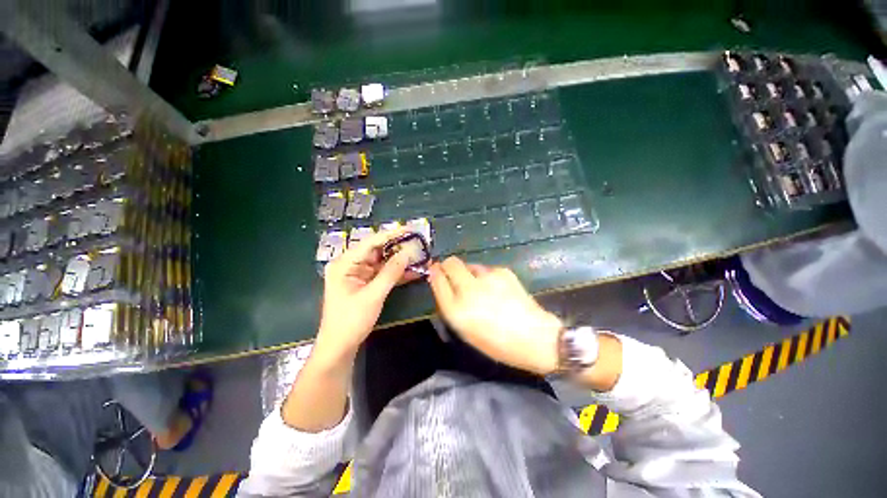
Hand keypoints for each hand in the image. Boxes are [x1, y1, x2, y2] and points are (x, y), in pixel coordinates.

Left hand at [315, 228, 417, 362]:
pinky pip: (384, 274)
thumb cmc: (351, 321)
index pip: (371, 242)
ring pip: (383, 262)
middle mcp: (351, 264)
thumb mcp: (373, 295)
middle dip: (398, 248)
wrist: (340, 346)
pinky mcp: (366, 283)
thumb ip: (391, 273)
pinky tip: (413, 271)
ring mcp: (359, 274)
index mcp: (345, 263)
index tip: (410, 229)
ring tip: (420, 255)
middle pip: (377, 250)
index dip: (391, 235)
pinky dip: (397, 273)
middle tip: (418, 243)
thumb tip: (407, 253)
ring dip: (400, 261)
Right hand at [427, 256, 562, 374]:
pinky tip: (495, 288)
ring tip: (479, 286)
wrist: (534, 337)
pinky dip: (484, 276)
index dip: (435, 272)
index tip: (435, 270)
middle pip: (451, 263)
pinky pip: (485, 269)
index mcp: (456, 310)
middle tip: (452, 273)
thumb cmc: (496, 342)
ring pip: (469, 264)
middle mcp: (468, 290)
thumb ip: (450, 305)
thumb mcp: (465, 330)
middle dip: (448, 265)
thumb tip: (443, 282)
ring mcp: (487, 277)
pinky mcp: (502, 271)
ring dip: (468, 272)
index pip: (437, 280)